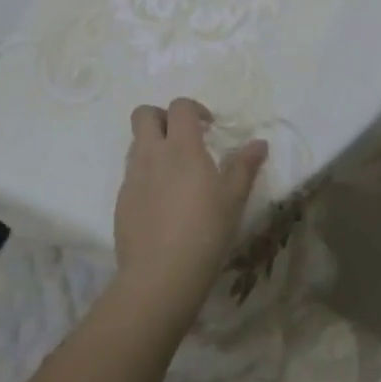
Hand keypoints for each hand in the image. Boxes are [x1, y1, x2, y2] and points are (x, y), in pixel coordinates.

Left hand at [114, 99, 267, 328]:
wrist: (160, 274)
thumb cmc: (205, 230)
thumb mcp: (234, 198)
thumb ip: (245, 166)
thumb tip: (259, 143)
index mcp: (181, 147)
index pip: (179, 107)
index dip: (194, 109)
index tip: (208, 127)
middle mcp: (151, 154)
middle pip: (144, 114)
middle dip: (162, 117)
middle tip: (182, 138)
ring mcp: (132, 178)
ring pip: (135, 144)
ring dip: (152, 146)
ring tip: (175, 173)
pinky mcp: (121, 201)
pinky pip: (131, 175)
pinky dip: (145, 176)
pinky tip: (163, 203)